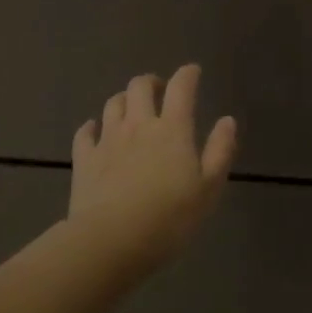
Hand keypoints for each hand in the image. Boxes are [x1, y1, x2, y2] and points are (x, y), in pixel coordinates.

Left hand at [69, 66, 236, 272]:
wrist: (111, 241)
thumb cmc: (169, 218)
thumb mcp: (208, 189)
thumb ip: (219, 151)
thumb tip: (227, 120)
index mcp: (172, 130)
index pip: (181, 88)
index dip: (187, 74)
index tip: (193, 71)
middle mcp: (138, 125)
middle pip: (140, 87)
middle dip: (151, 82)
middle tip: (159, 90)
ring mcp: (107, 140)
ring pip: (112, 104)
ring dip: (123, 100)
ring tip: (130, 108)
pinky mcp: (84, 158)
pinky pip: (85, 132)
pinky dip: (92, 127)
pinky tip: (95, 130)